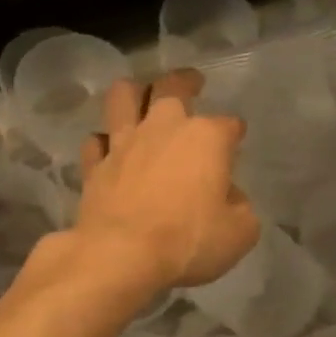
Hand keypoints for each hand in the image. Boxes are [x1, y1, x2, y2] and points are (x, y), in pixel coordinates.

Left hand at [75, 71, 260, 293]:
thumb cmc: (188, 242)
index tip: (236, 139)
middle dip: (185, 81)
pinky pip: (96, 141)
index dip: (235, 132)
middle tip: (191, 83)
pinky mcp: (95, 165)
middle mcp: (164, 128)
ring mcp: (124, 143)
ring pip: (123, 97)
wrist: (121, 255)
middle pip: (172, 87)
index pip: (229, 124)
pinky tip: (109, 149)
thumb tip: (228, 196)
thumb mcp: (239, 233)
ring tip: (139, 96)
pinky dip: (103, 142)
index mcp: (206, 138)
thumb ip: (240, 208)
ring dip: (133, 92)